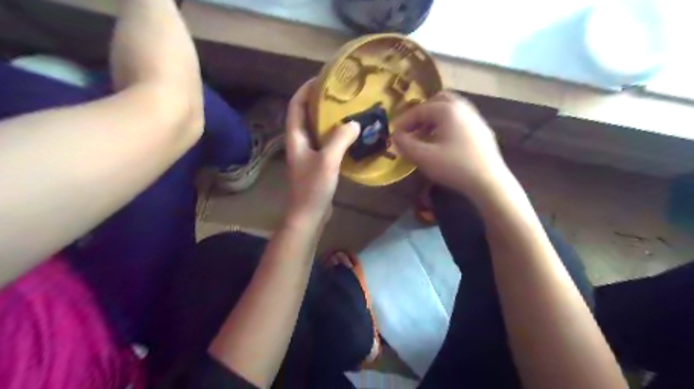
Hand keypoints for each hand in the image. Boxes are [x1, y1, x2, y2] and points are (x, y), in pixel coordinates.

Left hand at [283, 81, 360, 229]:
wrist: (308, 215)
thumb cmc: (312, 188)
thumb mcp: (327, 161)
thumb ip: (340, 139)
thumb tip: (355, 123)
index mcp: (295, 137)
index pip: (296, 106)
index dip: (305, 90)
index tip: (321, 78)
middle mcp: (299, 142)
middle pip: (306, 115)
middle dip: (319, 101)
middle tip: (339, 92)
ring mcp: (308, 154)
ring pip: (317, 130)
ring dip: (329, 118)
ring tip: (347, 109)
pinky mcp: (317, 164)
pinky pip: (326, 143)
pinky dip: (336, 135)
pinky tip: (350, 134)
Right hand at [392, 92, 510, 198]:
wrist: (489, 181)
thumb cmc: (454, 166)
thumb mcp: (424, 157)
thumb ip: (405, 144)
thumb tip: (395, 135)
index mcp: (447, 110)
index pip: (419, 109)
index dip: (404, 121)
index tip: (394, 133)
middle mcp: (463, 107)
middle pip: (437, 101)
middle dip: (421, 113)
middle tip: (412, 128)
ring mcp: (475, 118)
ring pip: (450, 110)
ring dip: (434, 119)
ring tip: (425, 136)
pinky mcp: (482, 130)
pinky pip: (460, 120)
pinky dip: (447, 125)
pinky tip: (444, 143)